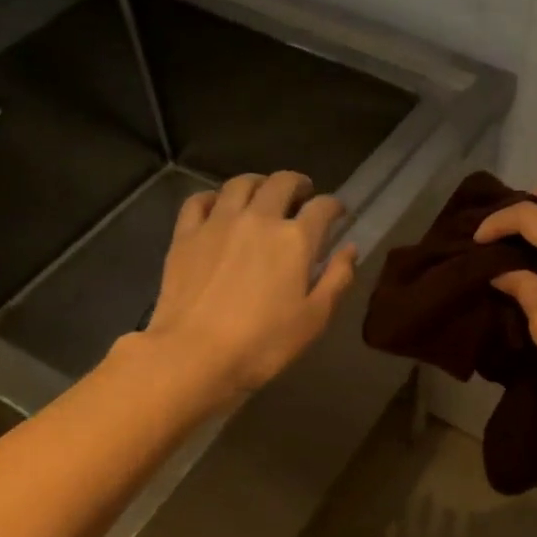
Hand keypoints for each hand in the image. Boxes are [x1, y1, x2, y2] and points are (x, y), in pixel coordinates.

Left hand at [144, 171, 356, 398]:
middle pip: (282, 183)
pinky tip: (219, 206)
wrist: (194, 354)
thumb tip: (350, 249)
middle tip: (303, 195)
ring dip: (258, 183)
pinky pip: (200, 200)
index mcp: (295, 239)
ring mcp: (218, 222)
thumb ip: (337, 279)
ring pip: (240, 183)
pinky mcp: (186, 234)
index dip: (335, 206)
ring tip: (263, 193)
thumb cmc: (263, 344)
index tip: (338, 214)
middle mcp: (259, 219)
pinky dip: (214, 197)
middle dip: (298, 184)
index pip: (323, 208)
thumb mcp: (314, 319)